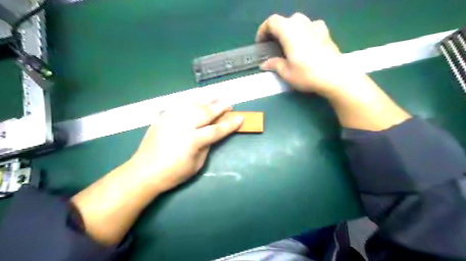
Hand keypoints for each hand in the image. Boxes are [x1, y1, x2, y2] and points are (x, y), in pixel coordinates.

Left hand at [127, 99, 243, 190]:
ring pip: (193, 105)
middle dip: (220, 107)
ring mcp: (172, 119)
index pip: (217, 129)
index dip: (230, 124)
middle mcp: (184, 125)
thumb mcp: (196, 164)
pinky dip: (190, 102)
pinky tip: (196, 101)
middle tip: (229, 103)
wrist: (144, 171)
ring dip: (206, 100)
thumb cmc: (173, 173)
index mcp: (193, 140)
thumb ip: (206, 146)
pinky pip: (180, 105)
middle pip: (206, 112)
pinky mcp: (163, 117)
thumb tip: (211, 135)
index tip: (240, 118)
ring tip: (215, 96)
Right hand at [257, 13, 408, 131]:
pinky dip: (303, 32)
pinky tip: (305, 43)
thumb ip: (274, 64)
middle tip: (273, 47)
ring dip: (289, 31)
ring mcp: (316, 26)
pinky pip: (310, 27)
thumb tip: (265, 64)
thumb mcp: (286, 72)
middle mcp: (302, 23)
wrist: (336, 76)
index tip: (260, 44)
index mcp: (289, 30)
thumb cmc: (307, 74)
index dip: (263, 31)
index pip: (271, 22)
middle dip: (276, 32)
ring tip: (288, 46)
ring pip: (298, 22)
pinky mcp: (326, 32)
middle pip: (284, 21)